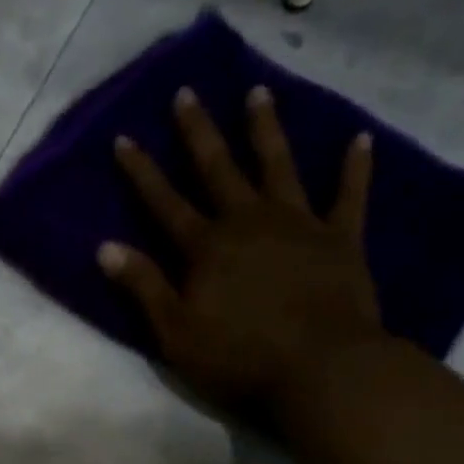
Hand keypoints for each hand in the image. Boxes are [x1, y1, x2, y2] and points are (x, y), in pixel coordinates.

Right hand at [99, 84, 386, 418]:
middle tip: (188, 93)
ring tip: (258, 92)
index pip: (164, 203)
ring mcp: (298, 225)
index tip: (125, 137)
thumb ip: (143, 287)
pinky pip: (349, 195)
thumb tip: (104, 247)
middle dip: (199, 132)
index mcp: (206, 248)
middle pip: (219, 170)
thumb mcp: (175, 332)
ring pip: (279, 166)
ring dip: (266, 130)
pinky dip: (354, 167)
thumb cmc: (238, 358)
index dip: (142, 171)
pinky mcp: (340, 239)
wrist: (320, 370)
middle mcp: (249, 223)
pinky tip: (359, 139)